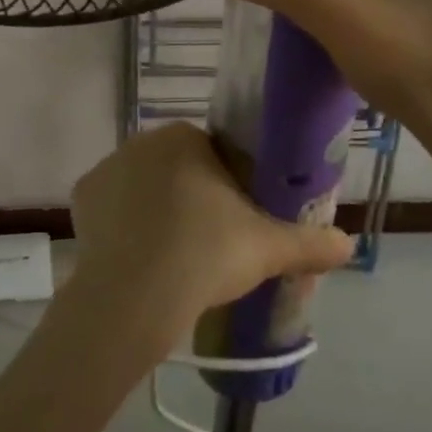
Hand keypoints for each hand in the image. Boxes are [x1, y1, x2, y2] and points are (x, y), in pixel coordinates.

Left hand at [57, 123, 352, 364]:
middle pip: (178, 168)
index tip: (237, 223)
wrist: (135, 294)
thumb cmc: (207, 254)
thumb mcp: (269, 248)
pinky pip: (112, 207)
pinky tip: (139, 256)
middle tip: (209, 244)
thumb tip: (349, 245)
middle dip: (193, 197)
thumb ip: (311, 242)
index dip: (230, 188)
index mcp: (186, 138)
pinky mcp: (82, 197)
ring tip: (172, 256)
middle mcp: (142, 141)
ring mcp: (107, 167)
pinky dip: (124, 225)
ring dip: (157, 209)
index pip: (215, 154)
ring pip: (143, 186)